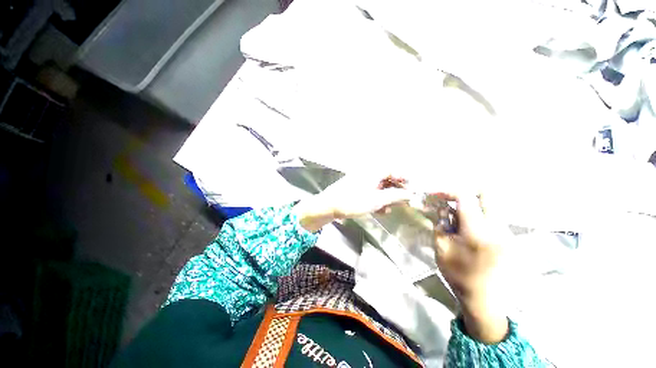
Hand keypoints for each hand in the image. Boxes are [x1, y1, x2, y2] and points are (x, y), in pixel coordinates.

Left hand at [293, 174, 411, 231]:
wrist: (329, 206)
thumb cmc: (353, 201)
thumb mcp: (376, 200)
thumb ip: (394, 196)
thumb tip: (409, 194)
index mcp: (372, 172)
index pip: (392, 171)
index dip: (403, 179)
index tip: (410, 190)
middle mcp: (367, 174)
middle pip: (386, 179)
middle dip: (395, 191)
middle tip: (401, 202)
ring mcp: (360, 181)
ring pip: (378, 187)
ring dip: (386, 197)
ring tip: (389, 208)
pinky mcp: (355, 189)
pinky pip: (370, 192)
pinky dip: (376, 200)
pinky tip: (379, 210)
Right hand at [431, 192, 510, 343]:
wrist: (483, 298)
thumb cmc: (457, 273)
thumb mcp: (441, 247)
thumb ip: (441, 223)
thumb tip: (443, 207)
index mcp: (477, 232)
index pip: (465, 197)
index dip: (448, 191)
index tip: (436, 194)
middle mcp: (497, 228)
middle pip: (486, 194)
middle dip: (465, 193)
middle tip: (450, 201)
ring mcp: (506, 232)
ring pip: (490, 204)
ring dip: (471, 205)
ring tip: (456, 217)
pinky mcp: (509, 237)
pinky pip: (494, 216)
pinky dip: (479, 214)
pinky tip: (468, 227)